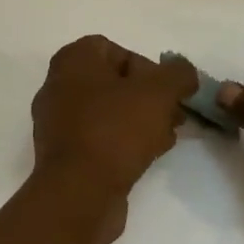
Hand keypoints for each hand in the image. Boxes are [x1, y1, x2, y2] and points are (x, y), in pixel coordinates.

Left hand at [28, 35, 197, 243]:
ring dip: (141, 120)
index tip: (167, 90)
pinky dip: (125, 142)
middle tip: (174, 115)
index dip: (147, 66)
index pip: (115, 49)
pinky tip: (149, 155)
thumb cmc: (115, 130)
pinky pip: (100, 138)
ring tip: (167, 137)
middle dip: (149, 97)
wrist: (79, 194)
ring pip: (110, 112)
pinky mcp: (64, 156)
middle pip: (114, 82)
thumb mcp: (158, 92)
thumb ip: (178, 75)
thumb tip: (185, 74)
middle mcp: (59, 86)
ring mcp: (58, 123)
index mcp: (73, 61)